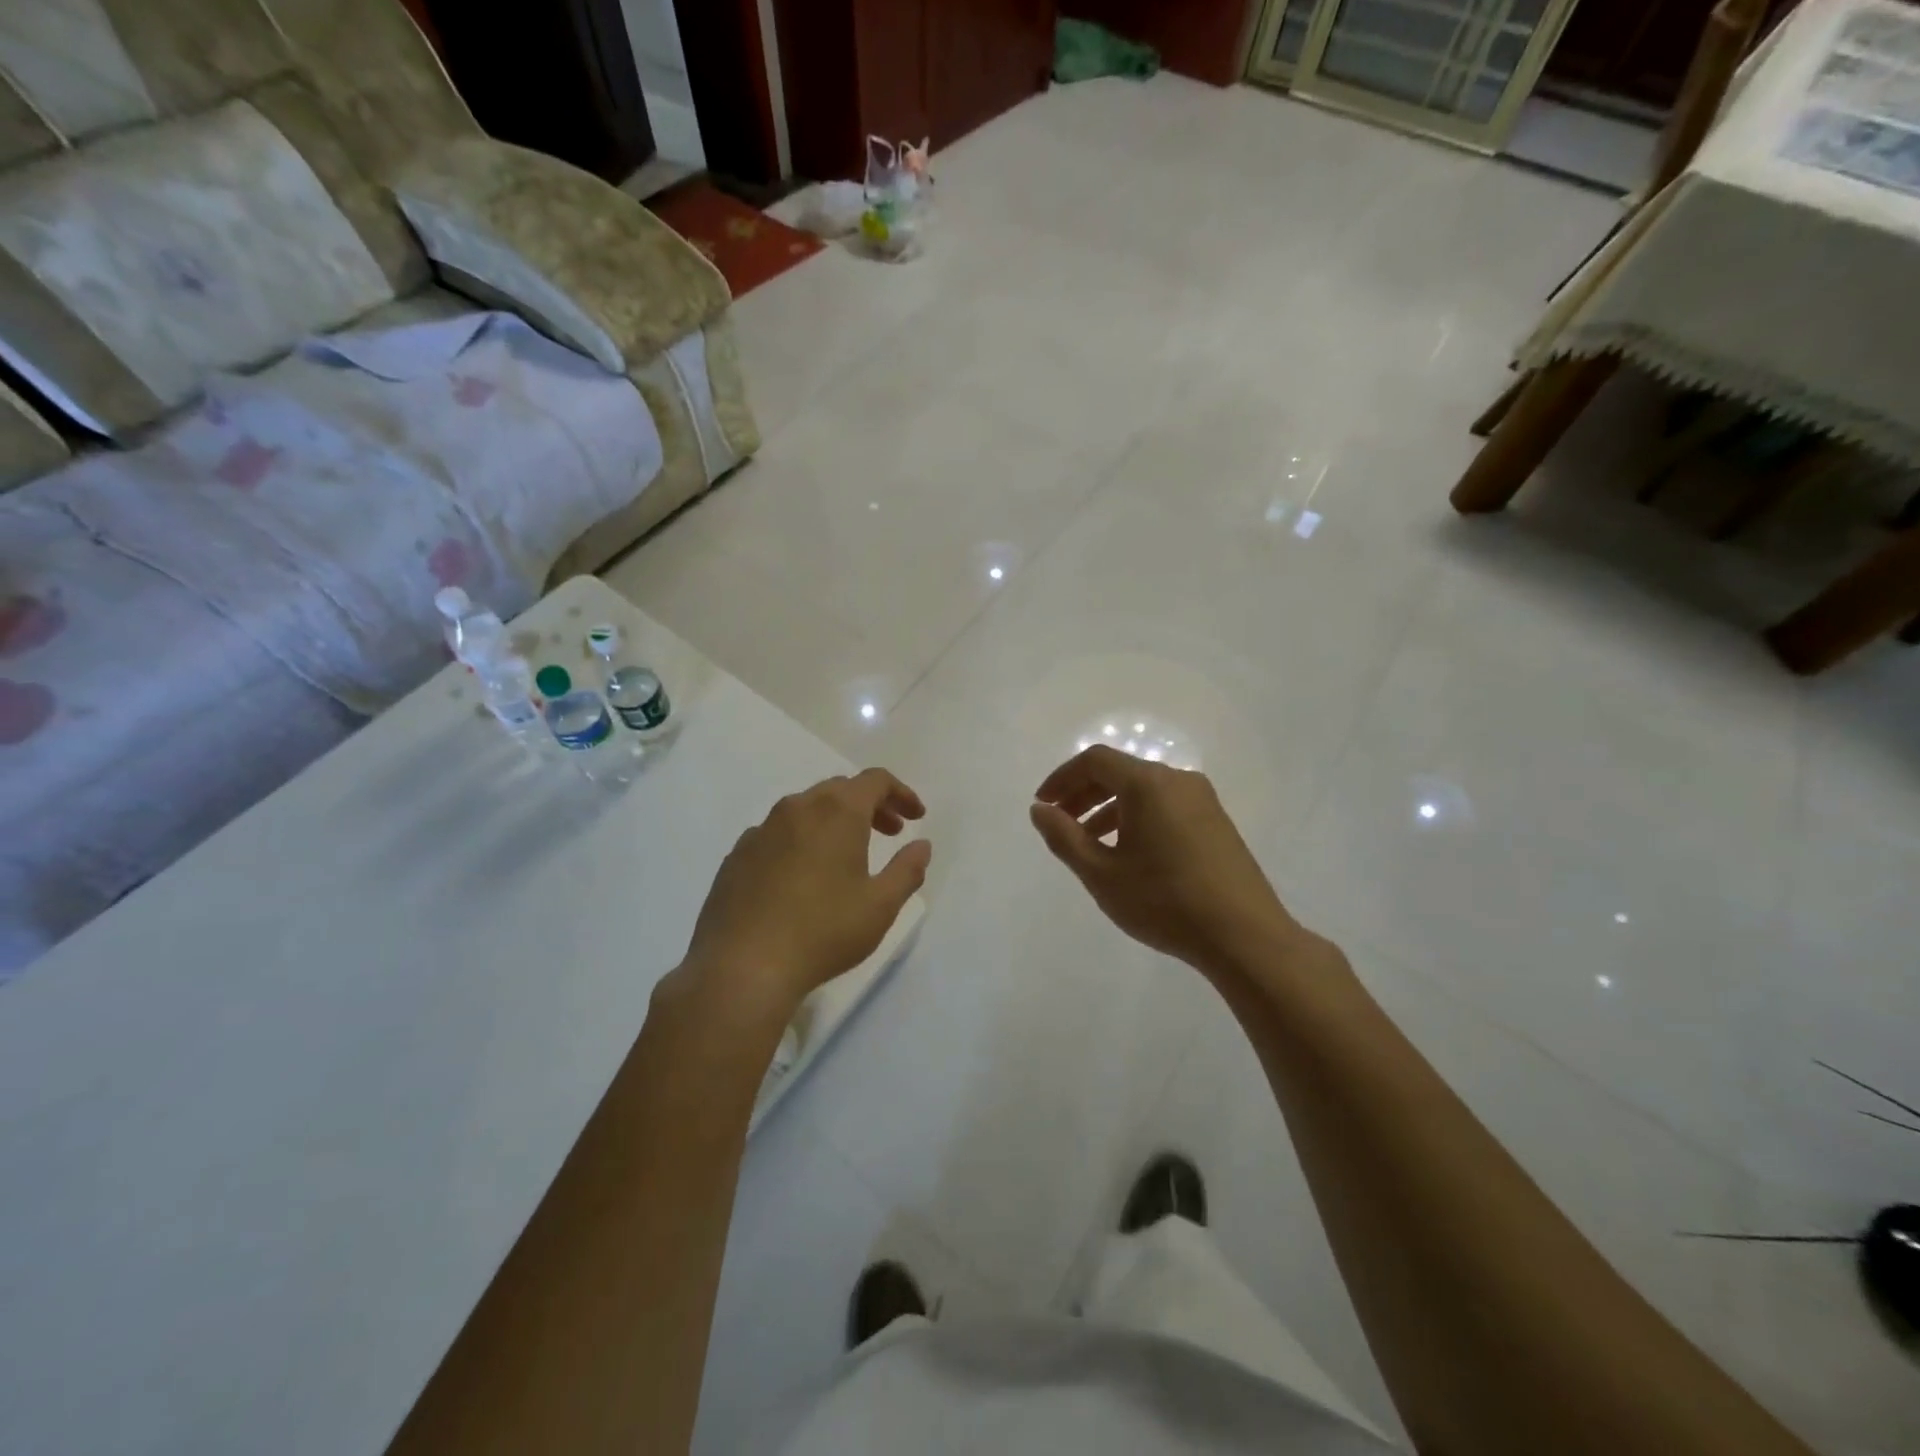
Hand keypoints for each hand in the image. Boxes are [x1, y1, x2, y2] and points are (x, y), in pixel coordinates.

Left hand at [679, 768, 930, 1021]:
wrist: (742, 967)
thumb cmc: (824, 931)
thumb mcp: (881, 906)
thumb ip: (907, 870)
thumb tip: (921, 845)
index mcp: (837, 811)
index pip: (875, 780)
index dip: (901, 793)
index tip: (916, 818)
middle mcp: (797, 808)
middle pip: (840, 789)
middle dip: (870, 805)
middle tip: (890, 833)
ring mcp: (761, 830)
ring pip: (805, 809)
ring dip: (833, 820)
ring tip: (847, 855)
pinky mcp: (737, 856)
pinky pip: (777, 833)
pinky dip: (800, 840)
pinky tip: (802, 876)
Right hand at [1030, 746, 1296, 977]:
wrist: (1244, 936)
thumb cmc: (1164, 901)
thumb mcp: (1101, 873)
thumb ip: (1064, 837)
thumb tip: (1040, 810)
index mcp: (1148, 784)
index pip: (1095, 760)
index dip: (1062, 778)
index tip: (1043, 806)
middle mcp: (1177, 780)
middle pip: (1119, 772)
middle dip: (1083, 794)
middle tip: (1059, 823)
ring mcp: (1202, 800)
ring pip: (1143, 791)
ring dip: (1109, 809)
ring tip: (1089, 844)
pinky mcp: (1216, 822)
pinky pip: (1165, 806)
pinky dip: (1136, 818)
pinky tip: (1128, 854)